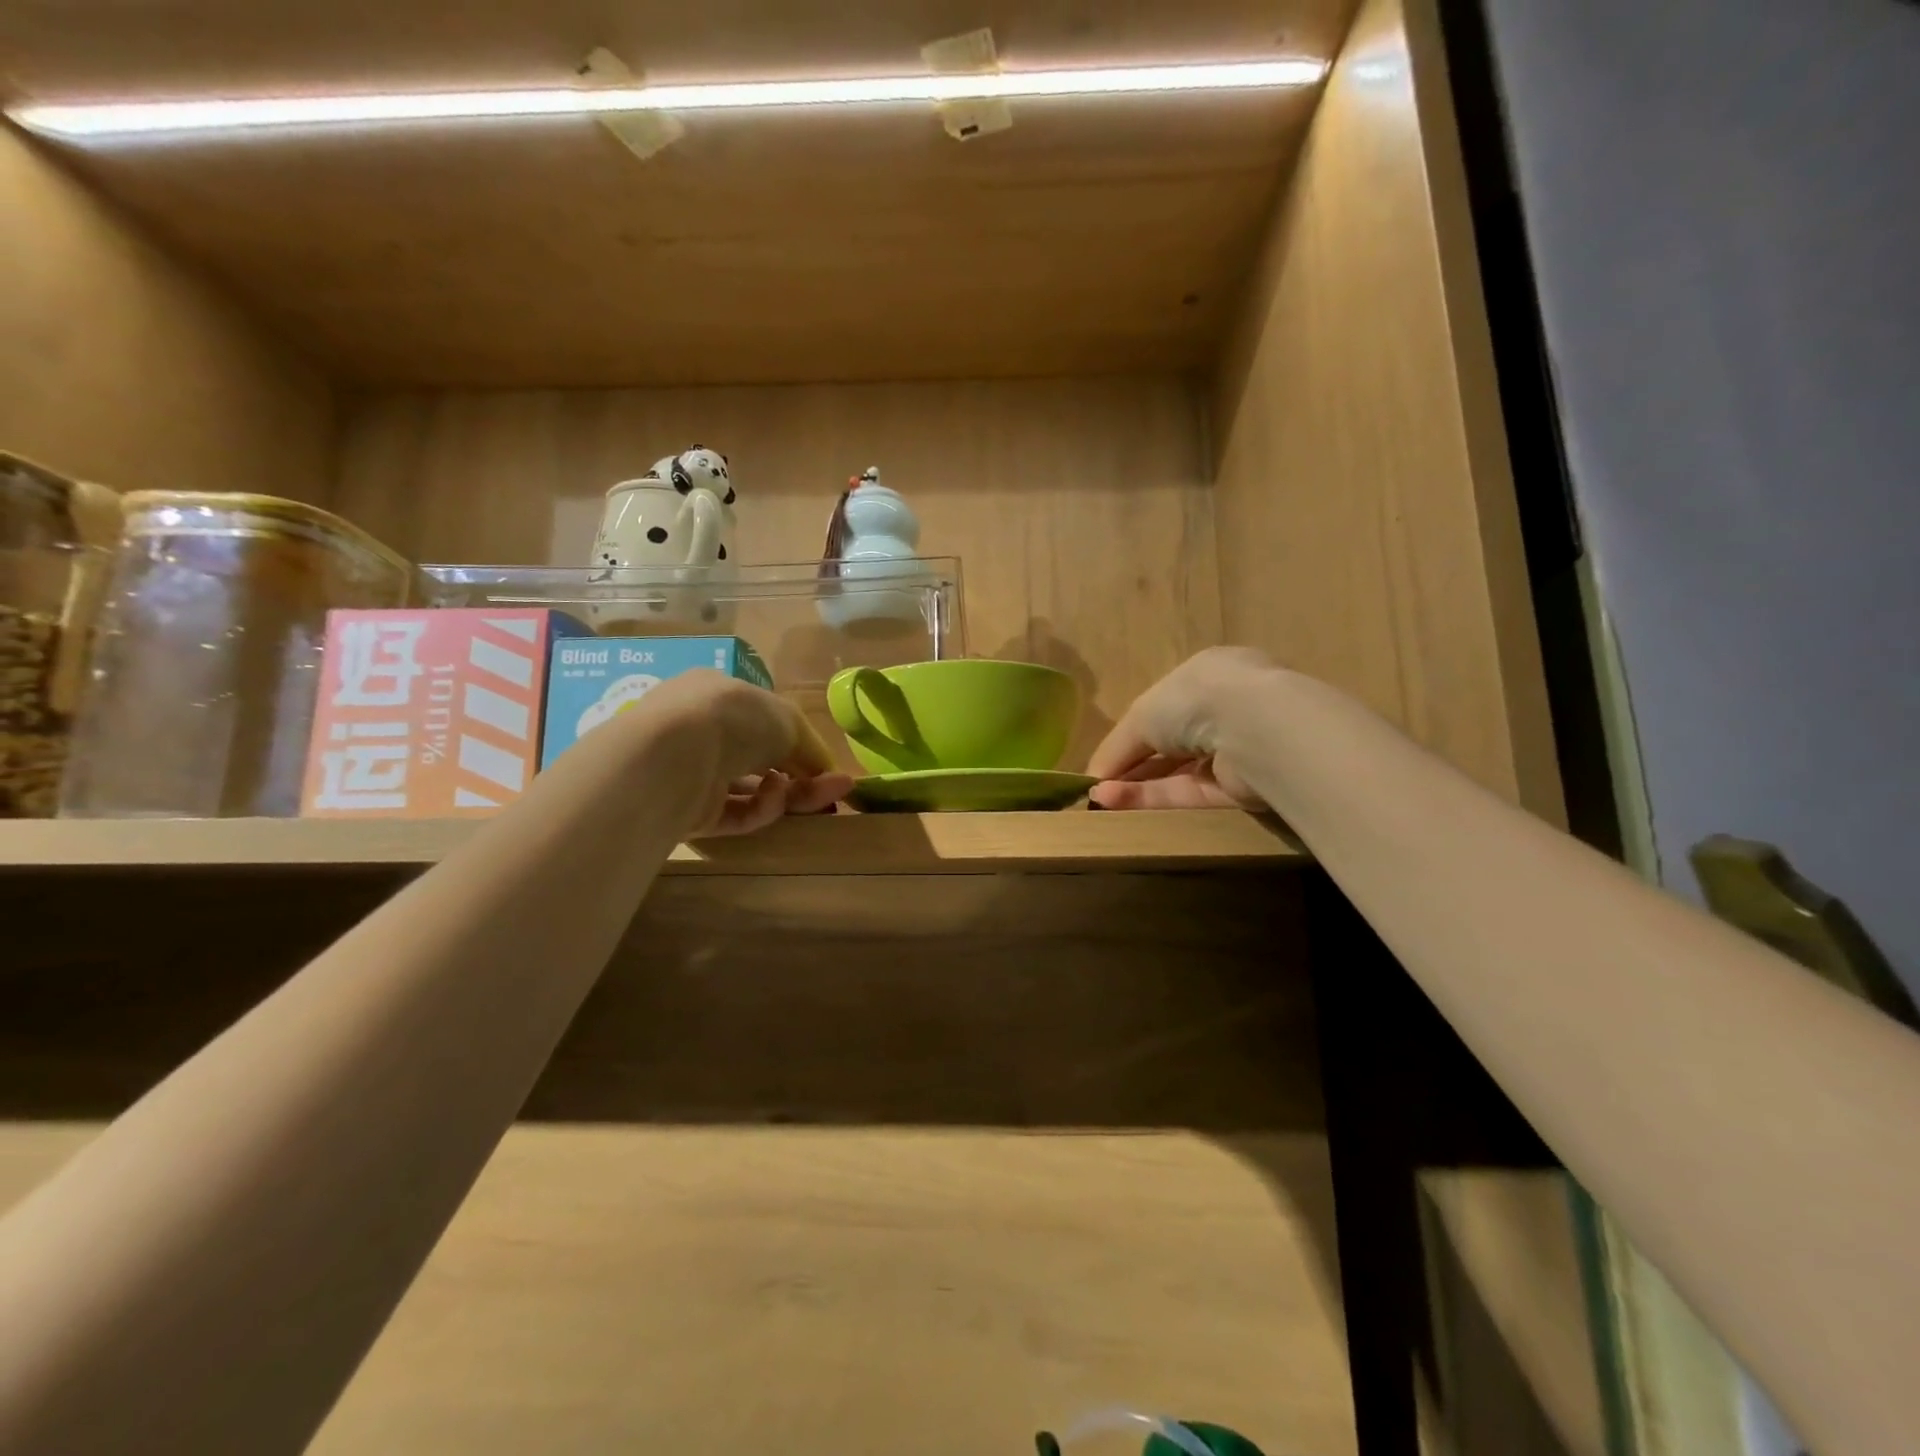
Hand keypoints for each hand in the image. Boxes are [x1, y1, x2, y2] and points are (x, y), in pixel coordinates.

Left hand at [616, 671, 853, 836]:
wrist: (673, 757)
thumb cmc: (732, 718)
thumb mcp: (787, 719)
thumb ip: (809, 745)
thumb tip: (824, 771)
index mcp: (717, 695)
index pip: (764, 720)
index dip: (799, 743)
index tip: (830, 766)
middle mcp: (700, 731)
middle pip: (761, 759)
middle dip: (803, 775)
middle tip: (839, 791)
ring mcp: (691, 773)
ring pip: (751, 789)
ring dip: (788, 794)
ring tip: (821, 798)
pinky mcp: (687, 813)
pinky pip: (735, 814)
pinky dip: (762, 808)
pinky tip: (777, 798)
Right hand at [1088, 647, 1276, 810]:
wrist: (1254, 728)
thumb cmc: (1192, 701)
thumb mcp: (1140, 715)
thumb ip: (1116, 747)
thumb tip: (1095, 779)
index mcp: (1204, 678)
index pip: (1163, 709)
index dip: (1131, 734)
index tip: (1103, 759)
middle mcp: (1223, 710)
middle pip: (1170, 745)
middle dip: (1132, 765)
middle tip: (1097, 786)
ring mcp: (1235, 751)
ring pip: (1177, 773)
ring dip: (1136, 785)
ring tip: (1098, 799)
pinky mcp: (1240, 790)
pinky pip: (1189, 794)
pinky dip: (1153, 798)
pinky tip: (1116, 803)